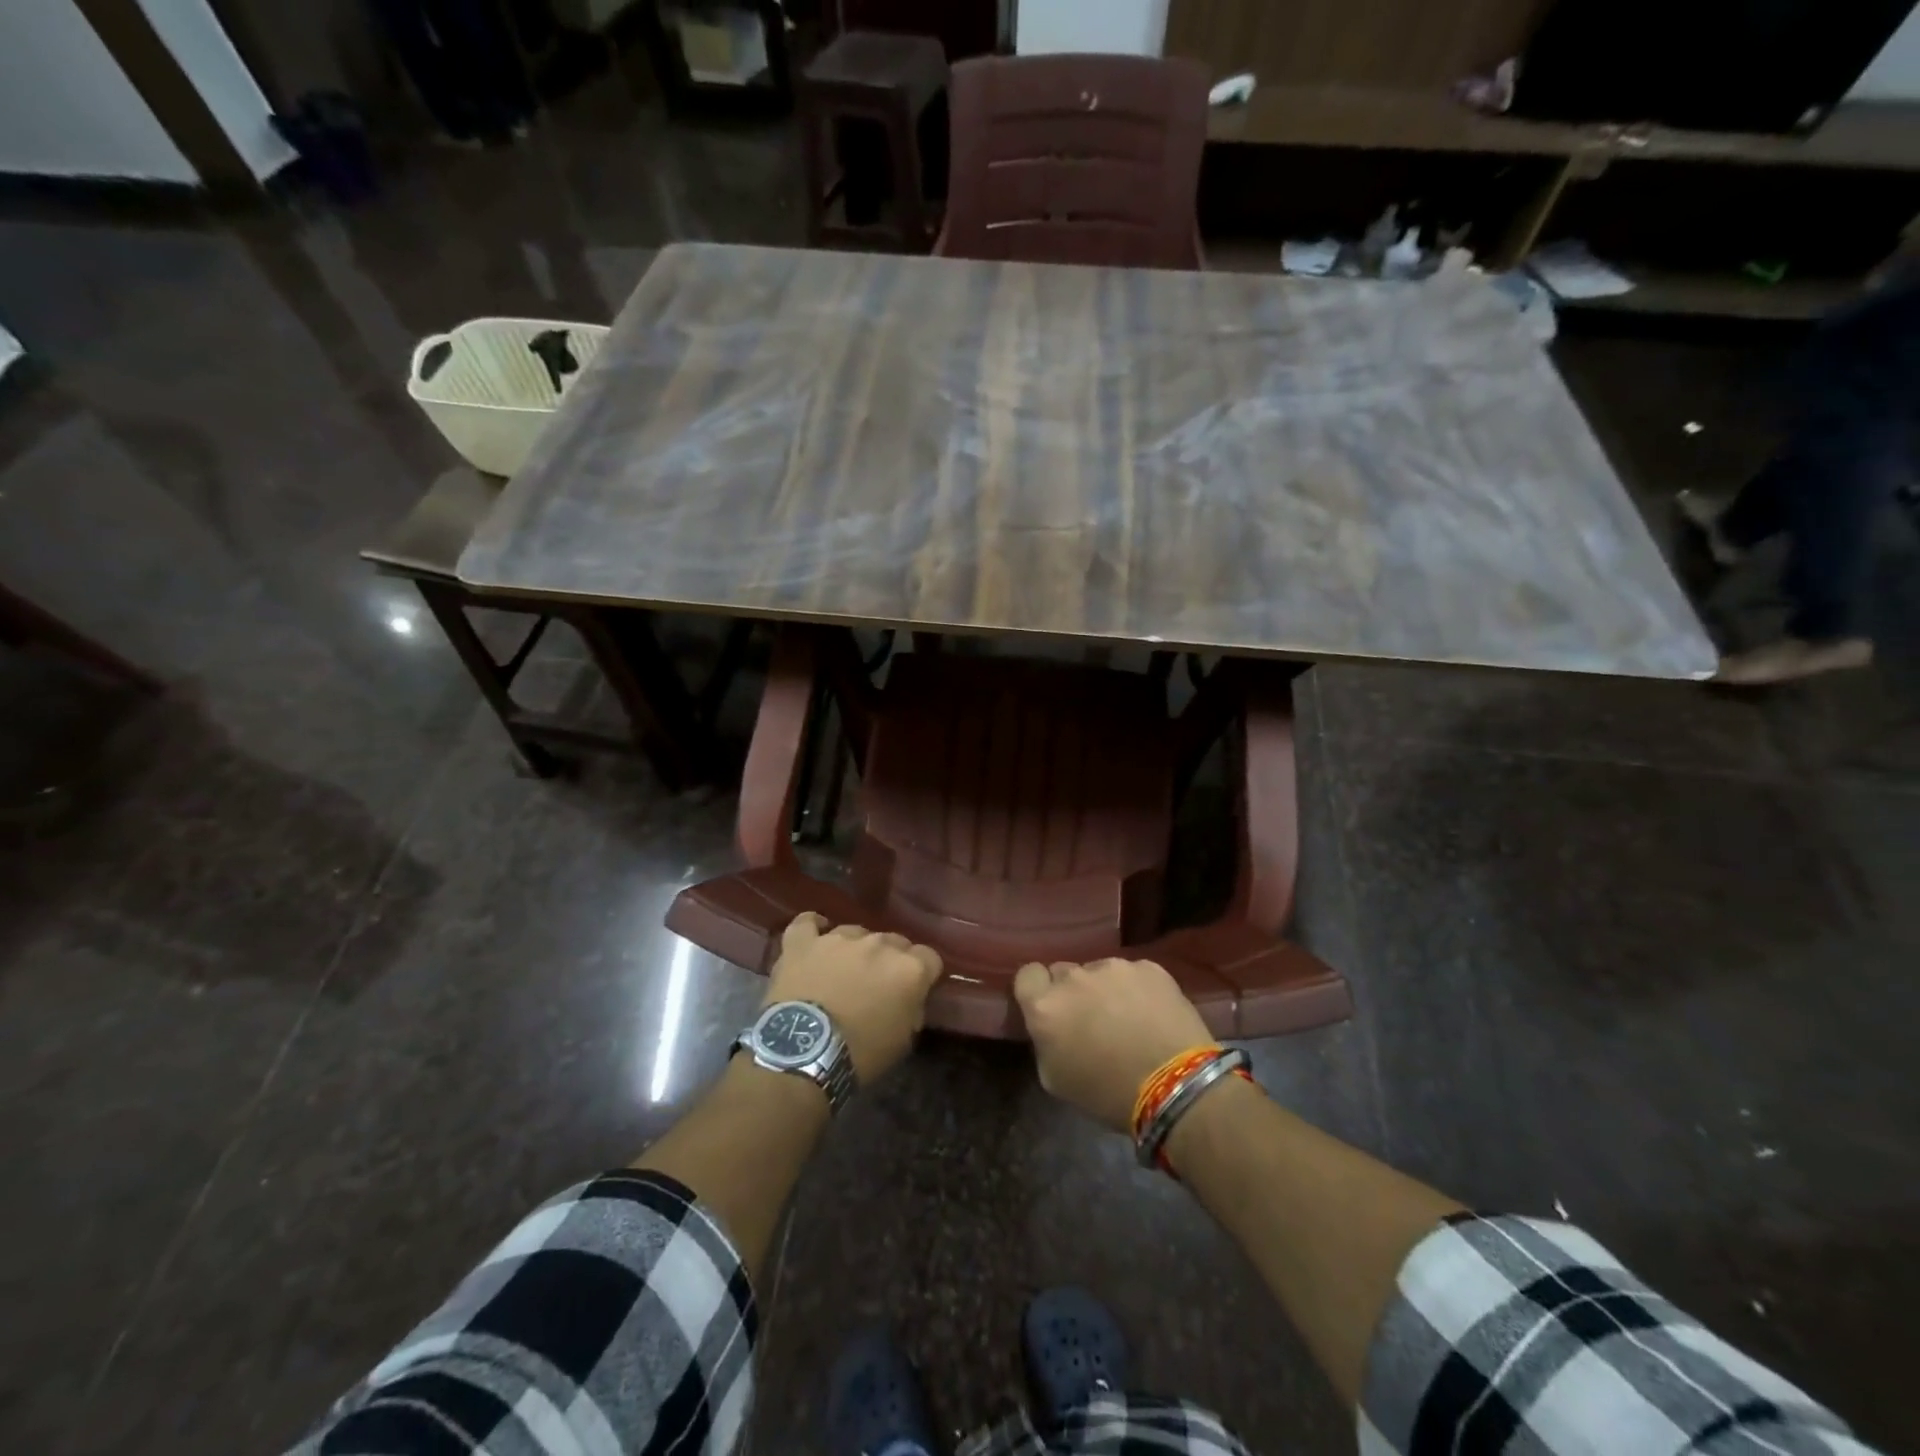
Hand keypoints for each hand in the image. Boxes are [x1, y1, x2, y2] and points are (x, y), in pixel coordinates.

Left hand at [765, 914, 942, 1084]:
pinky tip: (816, 936)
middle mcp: (878, 944)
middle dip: (890, 961)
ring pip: (856, 933)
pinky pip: (807, 923)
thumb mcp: (902, 1042)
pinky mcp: (803, 942)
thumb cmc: (860, 1054)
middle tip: (878, 986)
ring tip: (844, 972)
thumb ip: (912, 1009)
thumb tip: (910, 1000)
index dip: (924, 974)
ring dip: (855, 949)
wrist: (802, 1053)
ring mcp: (839, 938)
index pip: (930, 958)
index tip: (915, 991)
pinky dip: (813, 928)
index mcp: (909, 968)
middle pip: (894, 942)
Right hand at [1013, 958, 1212, 1131]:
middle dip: (1072, 991)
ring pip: (1100, 971)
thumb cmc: (1108, 1093)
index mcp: (1045, 1005)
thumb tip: (1052, 1027)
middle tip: (1091, 1019)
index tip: (1050, 1009)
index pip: (1027, 975)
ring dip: (1105, 989)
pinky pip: (1133, 974)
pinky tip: (1152, 1015)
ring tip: (1128, 1019)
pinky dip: (1137, 990)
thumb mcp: (1055, 1079)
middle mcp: (1075, 976)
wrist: (1176, 1087)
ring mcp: (1114, 967)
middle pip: (1064, 972)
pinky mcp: (1149, 967)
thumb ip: (1044, 1040)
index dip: (1037, 990)